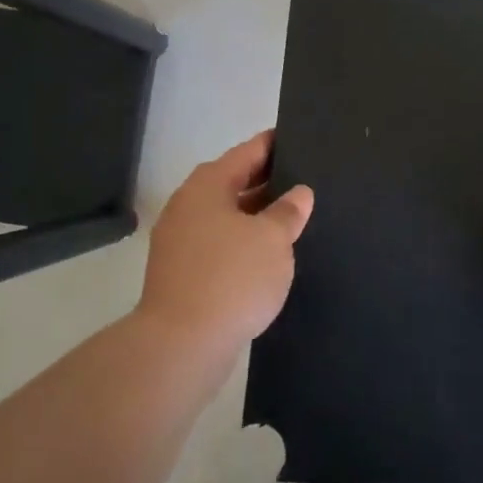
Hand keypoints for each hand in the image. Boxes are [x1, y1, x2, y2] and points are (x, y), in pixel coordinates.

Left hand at [137, 130, 314, 353]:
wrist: (180, 344)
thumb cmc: (232, 278)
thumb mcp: (273, 240)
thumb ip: (289, 212)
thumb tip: (299, 193)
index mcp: (208, 186)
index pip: (246, 153)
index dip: (273, 145)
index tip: (296, 138)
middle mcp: (188, 205)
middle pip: (232, 182)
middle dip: (266, 182)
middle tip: (303, 180)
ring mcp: (179, 240)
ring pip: (225, 216)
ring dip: (254, 216)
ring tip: (291, 218)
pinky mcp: (180, 272)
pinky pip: (218, 244)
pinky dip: (241, 242)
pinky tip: (266, 255)